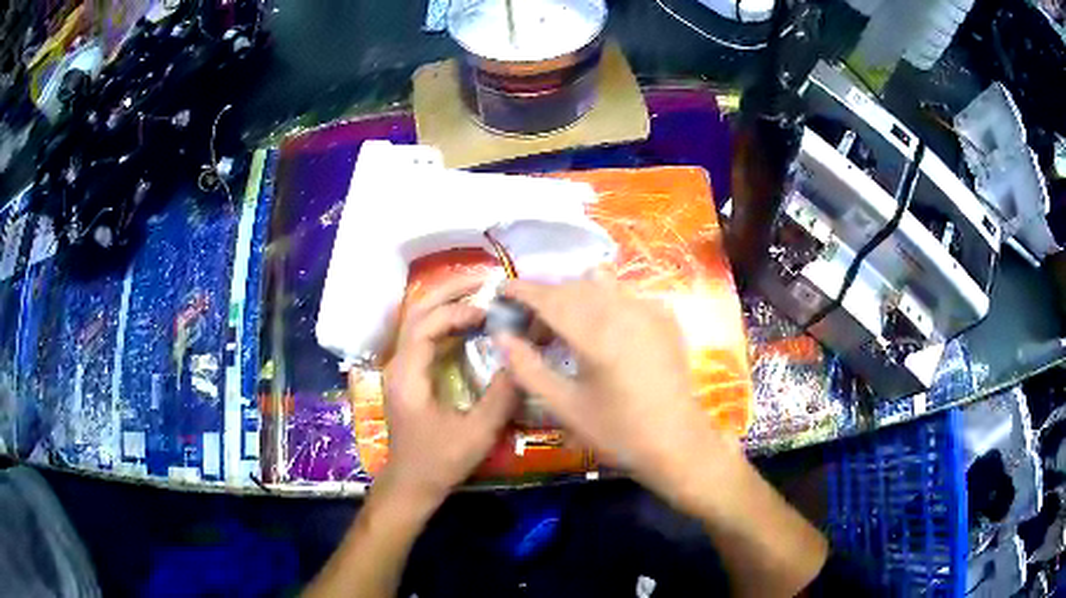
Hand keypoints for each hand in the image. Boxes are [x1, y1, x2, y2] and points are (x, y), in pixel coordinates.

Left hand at [379, 276, 517, 505]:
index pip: (425, 325)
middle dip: (448, 292)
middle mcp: (399, 364)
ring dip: (446, 304)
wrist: (411, 483)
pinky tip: (469, 324)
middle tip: (484, 281)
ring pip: (418, 321)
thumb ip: (500, 397)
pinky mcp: (409, 375)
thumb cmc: (439, 461)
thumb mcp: (476, 433)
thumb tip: (522, 360)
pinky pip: (424, 337)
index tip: (488, 312)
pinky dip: (446, 322)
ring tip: (480, 295)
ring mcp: (401, 368)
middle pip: (416, 312)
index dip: (456, 311)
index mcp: (408, 375)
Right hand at [496, 276, 737, 499]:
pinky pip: (625, 294)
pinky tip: (602, 329)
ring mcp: (648, 309)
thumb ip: (527, 368)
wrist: (676, 442)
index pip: (548, 297)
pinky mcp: (664, 317)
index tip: (501, 290)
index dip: (521, 290)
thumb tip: (501, 336)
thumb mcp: (564, 406)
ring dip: (574, 296)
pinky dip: (604, 301)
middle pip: (573, 286)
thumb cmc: (617, 431)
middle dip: (546, 298)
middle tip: (532, 328)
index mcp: (595, 333)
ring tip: (565, 326)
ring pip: (601, 285)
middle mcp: (622, 309)